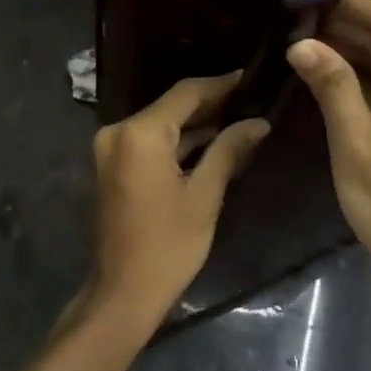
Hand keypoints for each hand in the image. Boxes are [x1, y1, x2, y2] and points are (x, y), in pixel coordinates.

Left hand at [91, 73, 269, 317]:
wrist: (122, 292)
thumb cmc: (168, 246)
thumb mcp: (205, 196)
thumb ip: (228, 150)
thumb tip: (257, 122)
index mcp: (140, 134)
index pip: (186, 94)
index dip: (220, 85)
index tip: (250, 78)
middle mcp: (119, 131)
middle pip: (171, 107)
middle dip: (211, 104)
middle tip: (251, 99)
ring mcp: (112, 148)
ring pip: (161, 124)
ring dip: (196, 124)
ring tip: (239, 119)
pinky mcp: (113, 164)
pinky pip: (150, 142)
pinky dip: (177, 142)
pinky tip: (212, 142)